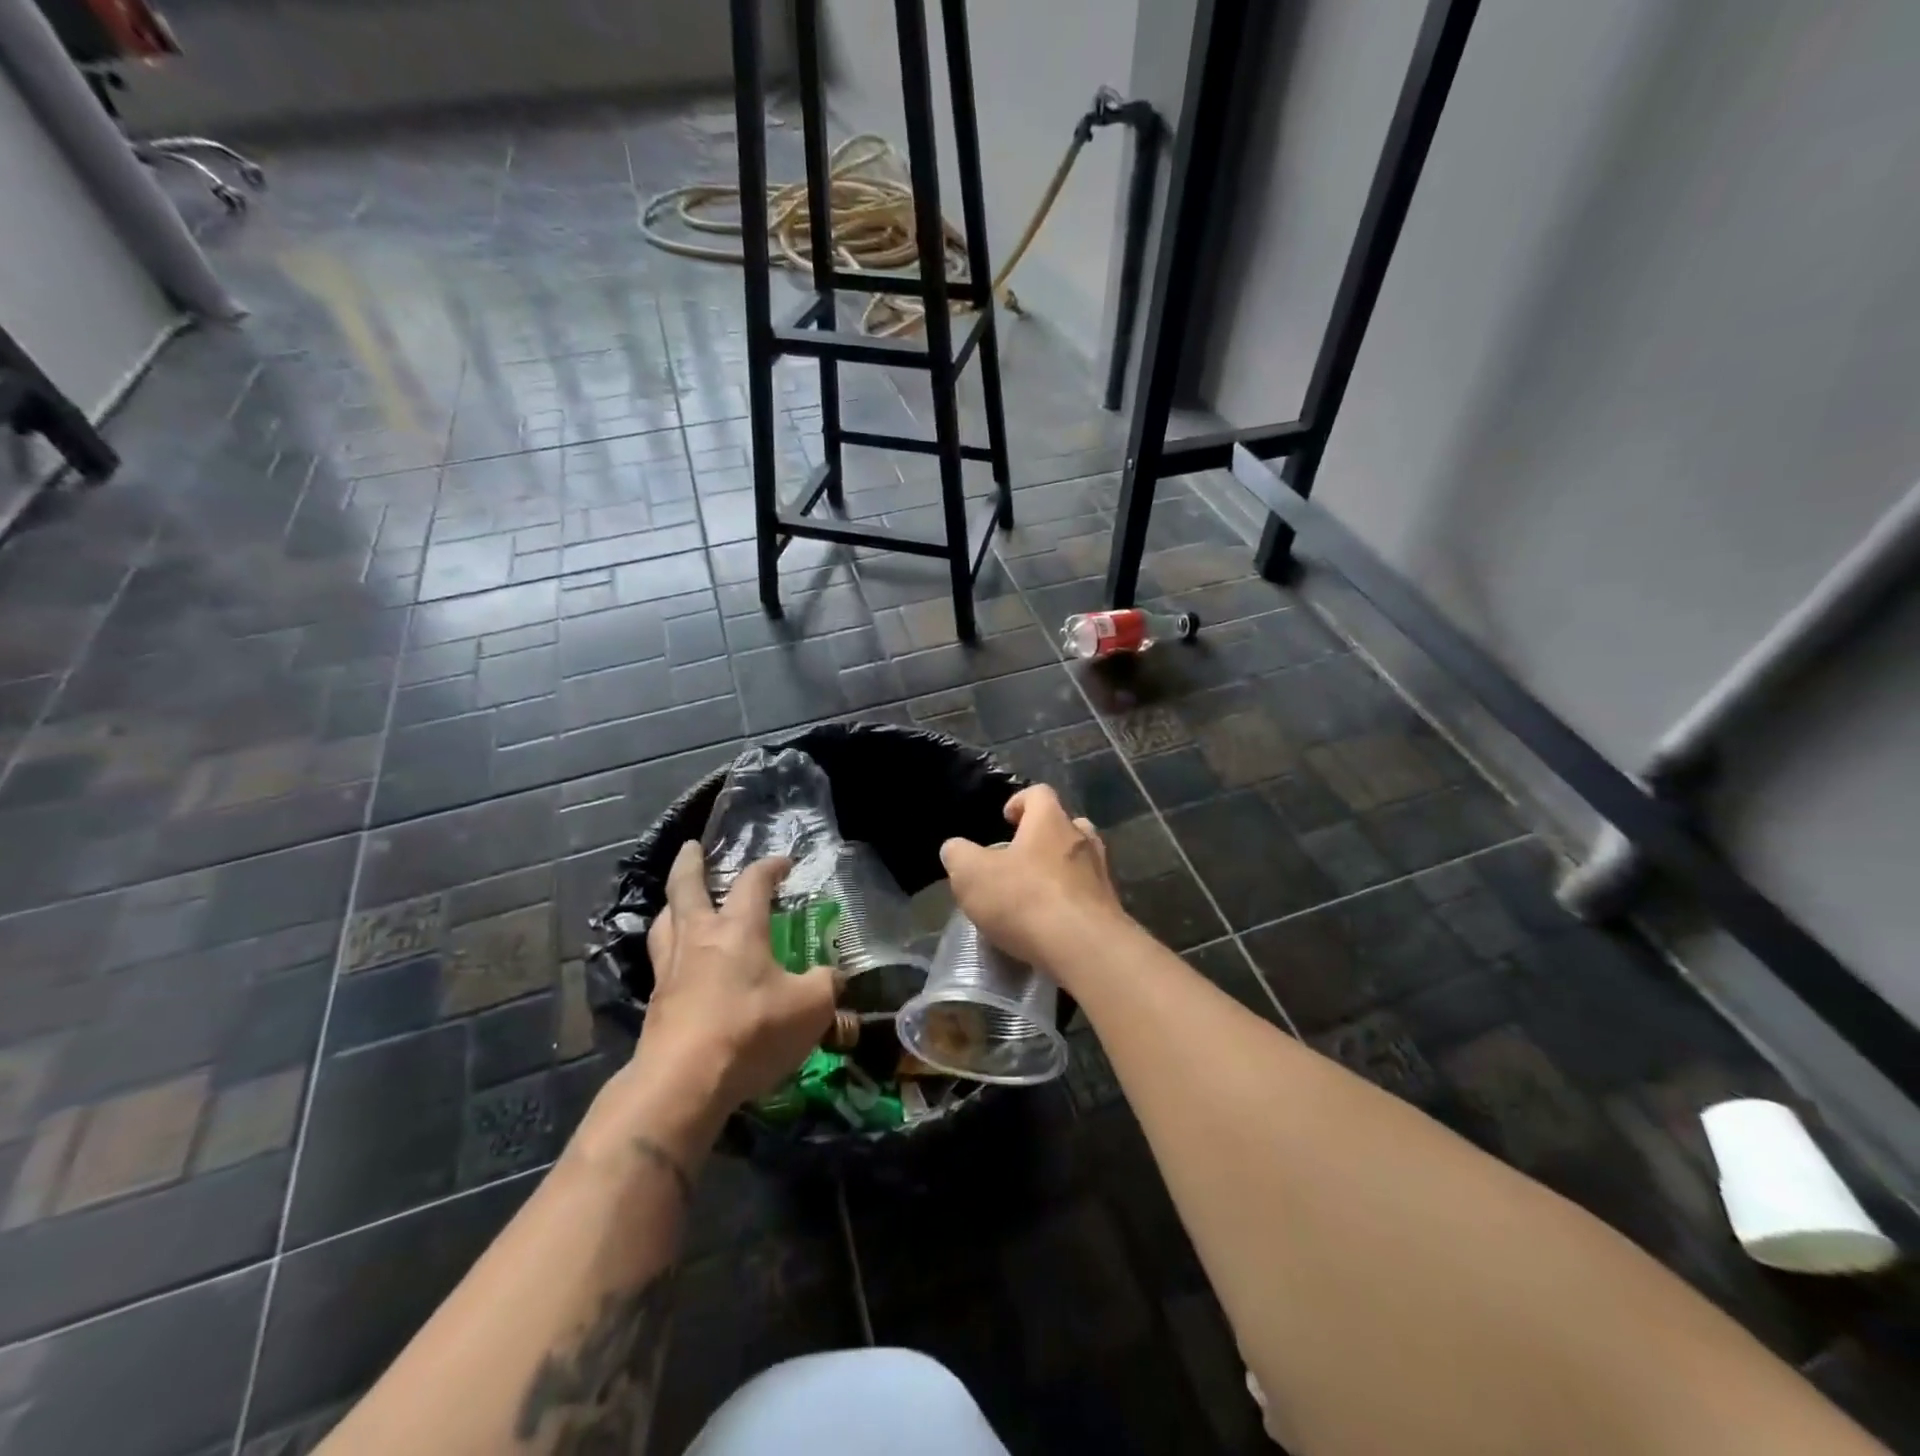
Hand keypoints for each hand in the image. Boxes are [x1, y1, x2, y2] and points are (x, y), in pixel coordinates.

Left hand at [586, 843, 836, 1162]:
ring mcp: (670, 971)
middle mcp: (699, 939)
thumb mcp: (810, 1008)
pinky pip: (660, 962)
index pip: (753, 882)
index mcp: (738, 930)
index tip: (783, 863)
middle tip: (692, 848)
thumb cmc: (751, 1031)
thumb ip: (826, 986)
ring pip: (665, 923)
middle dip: (690, 864)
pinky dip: (669, 951)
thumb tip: (834, 978)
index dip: (769, 867)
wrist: (683, 1083)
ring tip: (678, 903)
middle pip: (686, 888)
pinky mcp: (656, 1004)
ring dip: (672, 906)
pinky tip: (679, 964)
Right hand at [939, 785, 1125, 970]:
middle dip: (1044, 836)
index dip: (1020, 801)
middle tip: (1021, 856)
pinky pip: (1088, 895)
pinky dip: (1071, 901)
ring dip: (1060, 869)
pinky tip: (1051, 923)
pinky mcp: (1110, 909)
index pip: (1039, 793)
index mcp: (1050, 822)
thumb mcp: (972, 875)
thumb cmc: (1025, 899)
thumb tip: (955, 849)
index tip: (1006, 818)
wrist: (1085, 949)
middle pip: (1066, 825)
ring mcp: (1101, 874)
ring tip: (1036, 890)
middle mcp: (1082, 840)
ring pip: (1081, 860)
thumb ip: (958, 856)